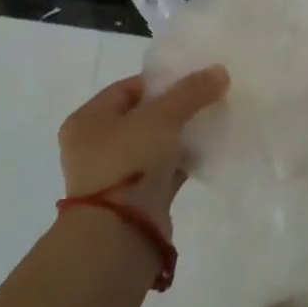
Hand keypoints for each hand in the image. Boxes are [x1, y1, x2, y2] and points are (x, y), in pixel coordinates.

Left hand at [57, 67, 228, 238]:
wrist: (120, 235)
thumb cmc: (128, 164)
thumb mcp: (161, 118)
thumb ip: (191, 92)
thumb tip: (220, 71)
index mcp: (87, 120)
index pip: (127, 88)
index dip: (161, 82)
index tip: (194, 81)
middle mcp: (95, 146)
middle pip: (142, 116)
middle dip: (175, 109)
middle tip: (207, 101)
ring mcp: (114, 175)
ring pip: (154, 145)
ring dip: (180, 136)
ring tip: (212, 124)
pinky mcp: (135, 199)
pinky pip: (163, 171)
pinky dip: (182, 162)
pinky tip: (208, 153)